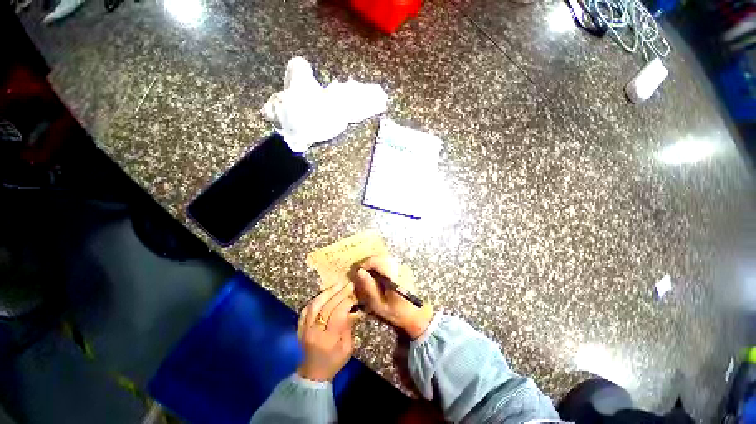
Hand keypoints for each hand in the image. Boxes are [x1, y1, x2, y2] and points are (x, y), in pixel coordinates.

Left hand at [297, 281, 357, 381]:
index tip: (355, 296)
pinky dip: (316, 299)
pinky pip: (306, 308)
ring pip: (315, 305)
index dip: (347, 302)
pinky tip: (325, 293)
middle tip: (349, 285)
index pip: (337, 315)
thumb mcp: (348, 348)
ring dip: (327, 293)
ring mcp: (304, 328)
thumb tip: (351, 309)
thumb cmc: (334, 361)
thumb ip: (348, 328)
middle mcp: (314, 332)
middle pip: (326, 307)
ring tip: (338, 285)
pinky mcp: (299, 326)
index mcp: (328, 340)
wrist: (313, 374)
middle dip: (339, 294)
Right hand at [354, 256, 432, 339]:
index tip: (359, 270)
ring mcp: (403, 268)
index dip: (367, 263)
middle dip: (370, 261)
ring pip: (386, 258)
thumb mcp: (379, 305)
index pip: (379, 262)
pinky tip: (377, 274)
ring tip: (368, 272)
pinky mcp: (403, 269)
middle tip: (362, 271)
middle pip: (382, 257)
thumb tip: (360, 271)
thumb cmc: (396, 313)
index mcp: (394, 277)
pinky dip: (381, 264)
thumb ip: (370, 287)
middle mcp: (399, 269)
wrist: (416, 314)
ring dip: (375, 262)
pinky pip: (389, 262)